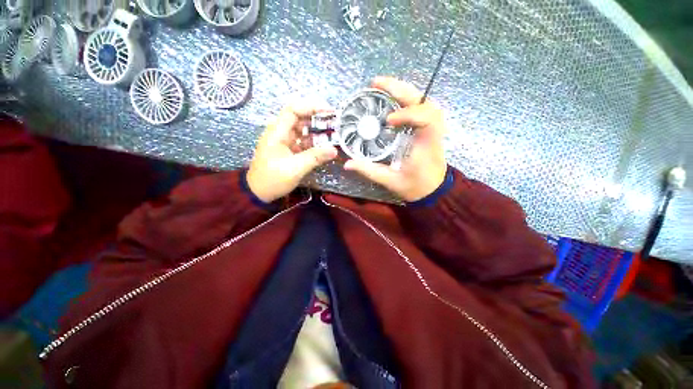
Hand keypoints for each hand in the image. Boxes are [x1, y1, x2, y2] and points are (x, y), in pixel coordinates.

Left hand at [247, 103, 337, 202]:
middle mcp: (280, 133)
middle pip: (300, 119)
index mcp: (277, 132)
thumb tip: (334, 150)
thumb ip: (315, 157)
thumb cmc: (273, 179)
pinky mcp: (289, 151)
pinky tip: (325, 147)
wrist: (259, 193)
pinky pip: (303, 142)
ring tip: (334, 135)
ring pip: (303, 131)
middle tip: (335, 124)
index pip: (293, 110)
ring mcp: (285, 142)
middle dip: (317, 119)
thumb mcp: (295, 168)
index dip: (311, 107)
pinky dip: (314, 143)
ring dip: (317, 132)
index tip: (328, 110)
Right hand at [344, 77, 446, 201]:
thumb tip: (347, 163)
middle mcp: (432, 131)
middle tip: (375, 83)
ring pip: (423, 100)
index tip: (388, 120)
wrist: (434, 190)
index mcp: (426, 144)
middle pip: (423, 101)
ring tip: (381, 87)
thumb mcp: (391, 181)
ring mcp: (432, 127)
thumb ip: (369, 171)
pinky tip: (392, 99)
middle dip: (399, 89)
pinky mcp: (427, 128)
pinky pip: (420, 106)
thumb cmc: (415, 187)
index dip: (408, 113)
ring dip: (402, 90)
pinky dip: (406, 99)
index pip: (427, 118)